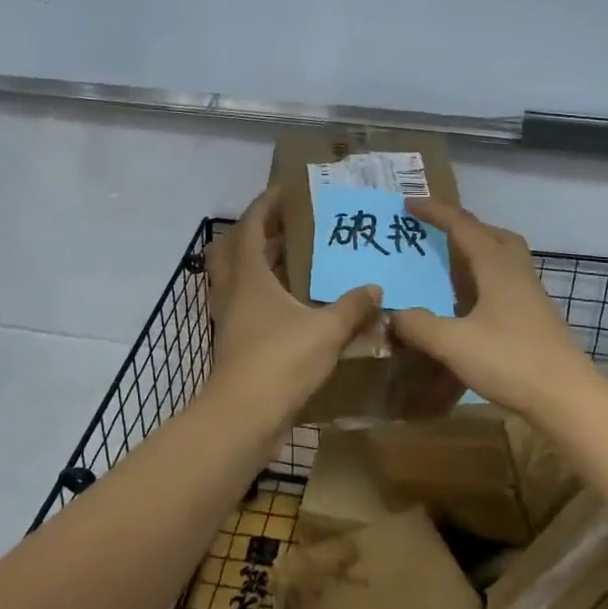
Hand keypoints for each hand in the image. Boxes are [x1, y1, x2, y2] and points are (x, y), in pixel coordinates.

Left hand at [205, 188, 381, 418]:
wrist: (243, 418)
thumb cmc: (280, 360)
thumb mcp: (326, 330)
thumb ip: (352, 307)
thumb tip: (376, 289)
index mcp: (249, 276)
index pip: (251, 226)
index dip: (266, 204)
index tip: (287, 190)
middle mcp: (234, 292)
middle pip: (236, 249)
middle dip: (259, 232)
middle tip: (290, 225)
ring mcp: (231, 319)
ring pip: (240, 279)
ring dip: (261, 265)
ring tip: (295, 260)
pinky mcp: (237, 344)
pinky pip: (248, 306)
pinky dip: (267, 296)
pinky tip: (296, 305)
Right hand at [388, 201, 595, 417]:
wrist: (566, 397)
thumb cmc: (510, 361)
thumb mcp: (453, 343)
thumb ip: (418, 325)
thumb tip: (394, 314)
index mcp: (496, 266)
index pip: (462, 226)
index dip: (435, 212)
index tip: (409, 204)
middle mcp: (516, 271)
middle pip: (492, 233)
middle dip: (463, 226)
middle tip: (437, 232)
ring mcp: (531, 294)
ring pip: (504, 256)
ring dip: (478, 250)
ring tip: (451, 264)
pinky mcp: (536, 316)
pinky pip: (507, 280)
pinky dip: (485, 278)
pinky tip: (471, 303)